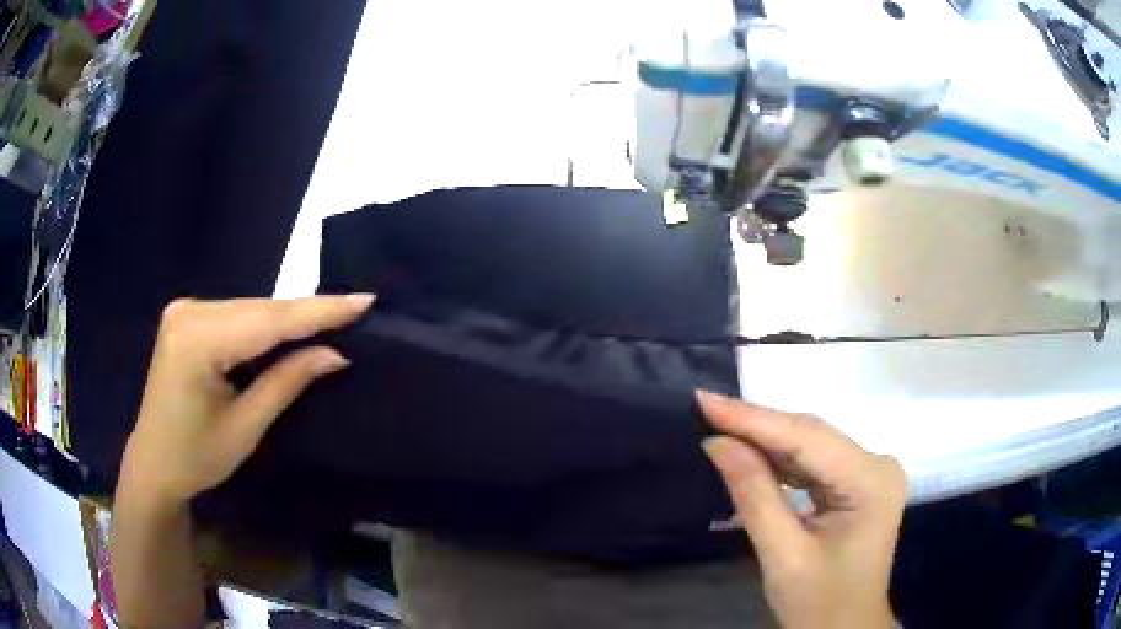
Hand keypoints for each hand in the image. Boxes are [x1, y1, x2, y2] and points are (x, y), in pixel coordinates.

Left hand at [119, 295, 373, 506]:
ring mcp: (185, 310)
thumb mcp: (246, 427)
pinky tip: (291, 330)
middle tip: (354, 313)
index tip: (364, 300)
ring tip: (332, 320)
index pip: (268, 320)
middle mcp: (189, 311)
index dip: (318, 311)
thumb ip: (287, 381)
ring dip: (288, 319)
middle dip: (307, 314)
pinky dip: (266, 325)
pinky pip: (237, 315)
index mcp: (197, 339)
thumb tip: (335, 353)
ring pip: (251, 309)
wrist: (153, 464)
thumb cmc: (196, 458)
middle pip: (260, 309)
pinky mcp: (187, 317)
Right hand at [698, 391, 905, 628]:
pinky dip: (780, 460)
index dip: (752, 419)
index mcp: (870, 481)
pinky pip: (814, 463)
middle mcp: (877, 465)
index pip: (806, 439)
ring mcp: (870, 473)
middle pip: (811, 435)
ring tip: (719, 426)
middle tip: (705, 410)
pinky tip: (750, 453)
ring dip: (766, 440)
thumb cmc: (819, 604)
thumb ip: (753, 495)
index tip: (704, 400)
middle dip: (757, 425)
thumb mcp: (782, 555)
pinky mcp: (858, 484)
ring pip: (811, 445)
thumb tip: (717, 443)